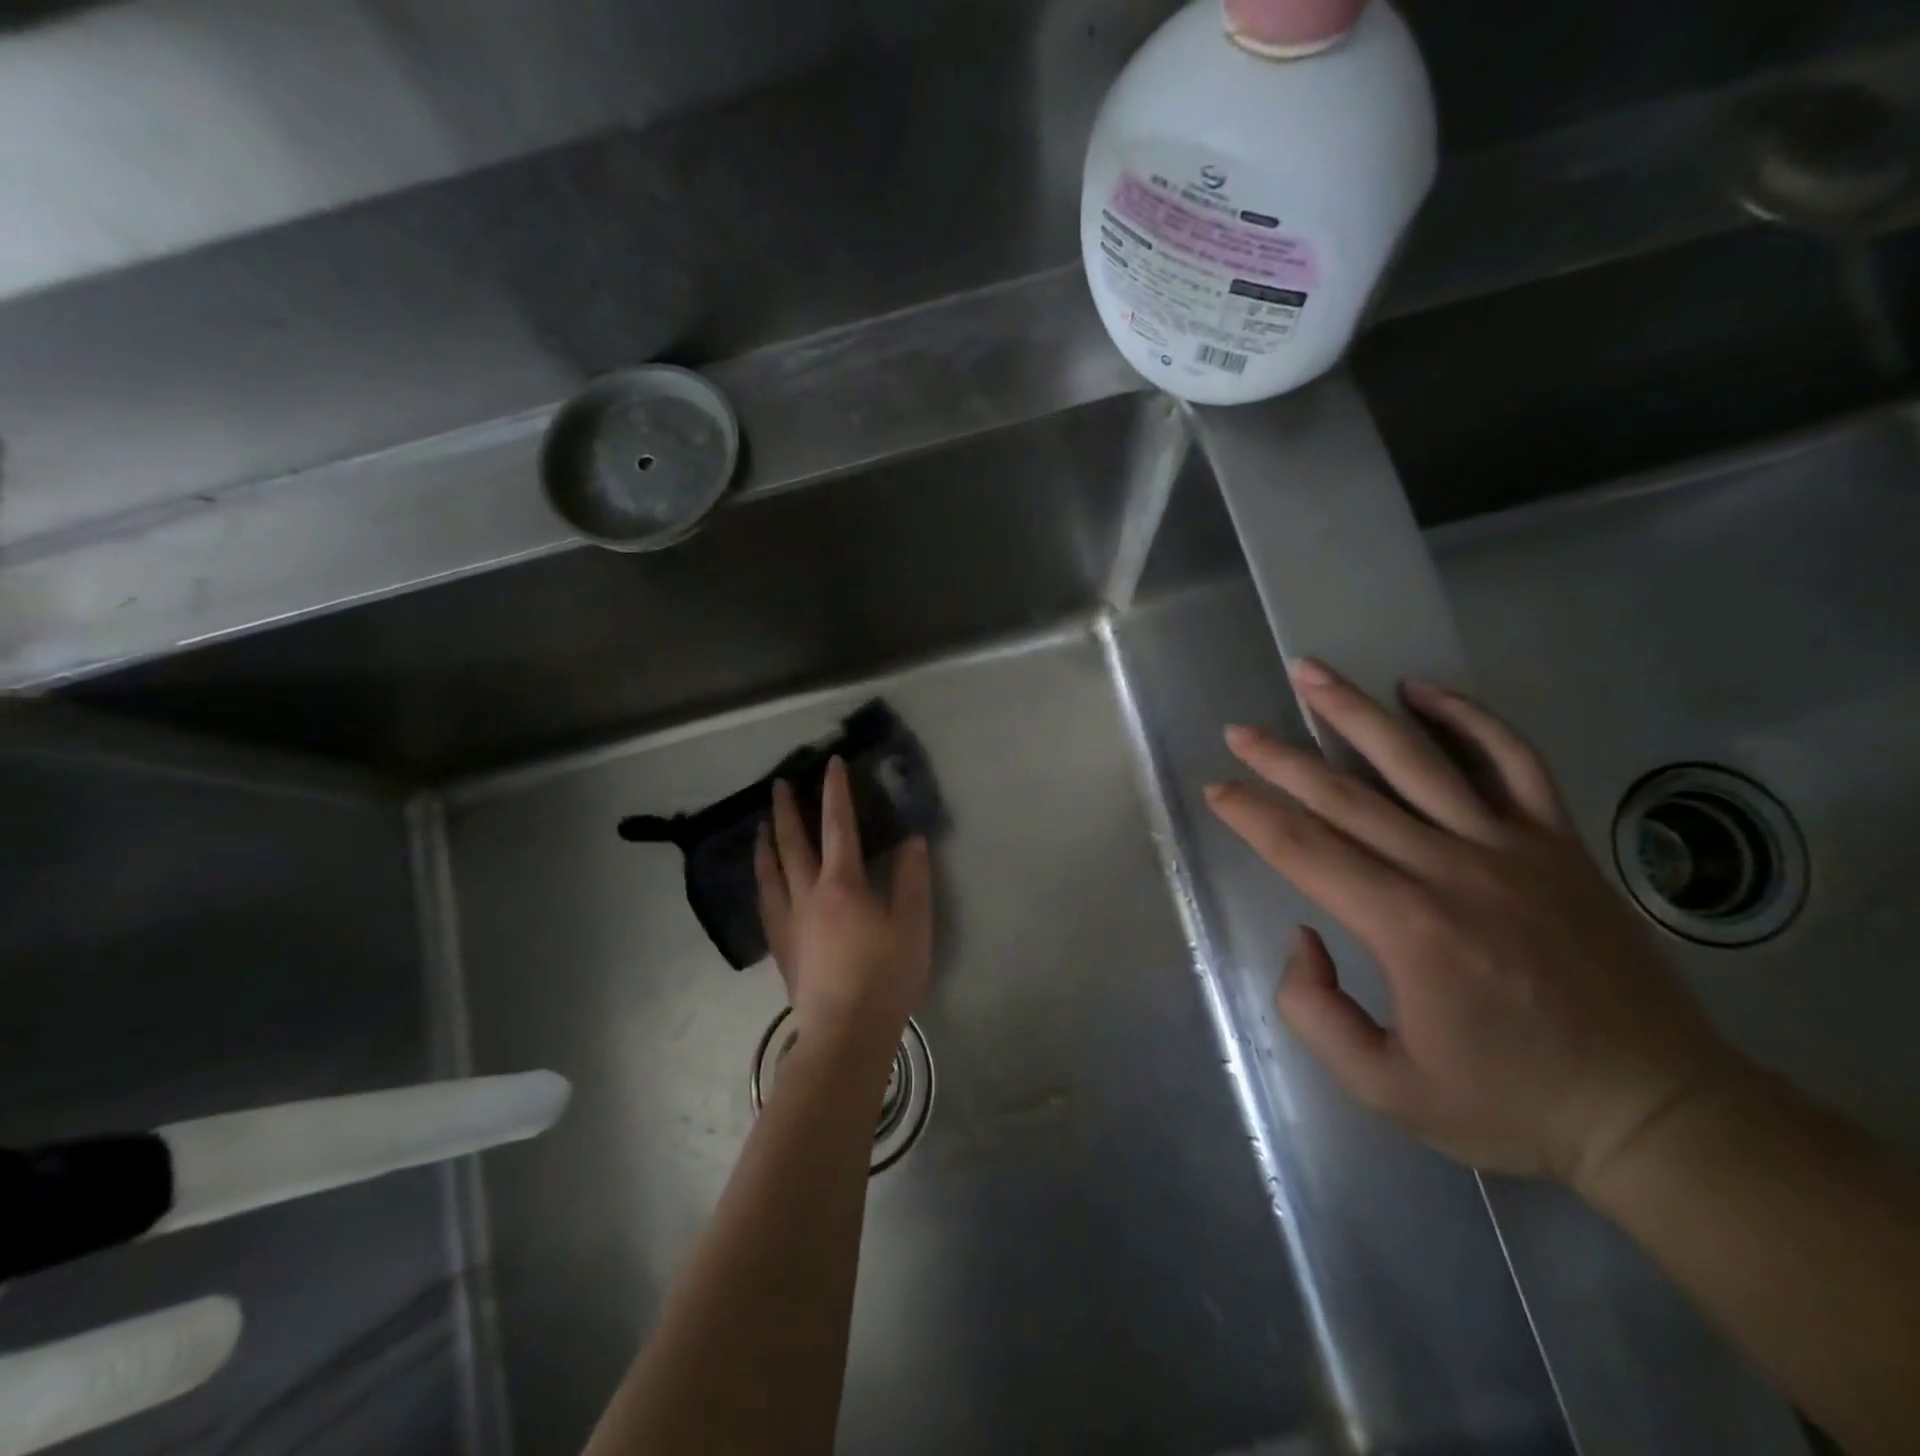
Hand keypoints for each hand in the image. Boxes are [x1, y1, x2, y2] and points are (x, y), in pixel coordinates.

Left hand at [754, 758, 932, 1054]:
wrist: (845, 1033)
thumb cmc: (885, 977)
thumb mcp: (913, 925)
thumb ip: (912, 879)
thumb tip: (911, 840)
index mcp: (842, 884)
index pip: (837, 826)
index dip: (835, 792)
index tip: (831, 763)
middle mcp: (808, 895)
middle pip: (792, 844)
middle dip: (786, 811)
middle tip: (778, 784)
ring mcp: (789, 922)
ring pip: (770, 873)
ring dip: (765, 844)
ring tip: (759, 827)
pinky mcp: (783, 948)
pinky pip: (766, 904)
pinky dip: (762, 883)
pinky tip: (763, 885)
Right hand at [1204, 660, 1751, 1190]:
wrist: (1656, 1115)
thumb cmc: (1510, 1104)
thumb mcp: (1385, 1088)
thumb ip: (1314, 1011)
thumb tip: (1304, 935)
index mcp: (1407, 927)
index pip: (1304, 851)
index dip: (1251, 815)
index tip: (1217, 789)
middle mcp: (1452, 870)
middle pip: (1345, 796)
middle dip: (1281, 759)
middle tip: (1238, 732)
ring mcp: (1512, 848)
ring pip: (1418, 759)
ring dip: (1356, 711)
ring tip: (1311, 673)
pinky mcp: (1559, 844)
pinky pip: (1512, 761)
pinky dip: (1468, 718)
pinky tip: (1423, 689)